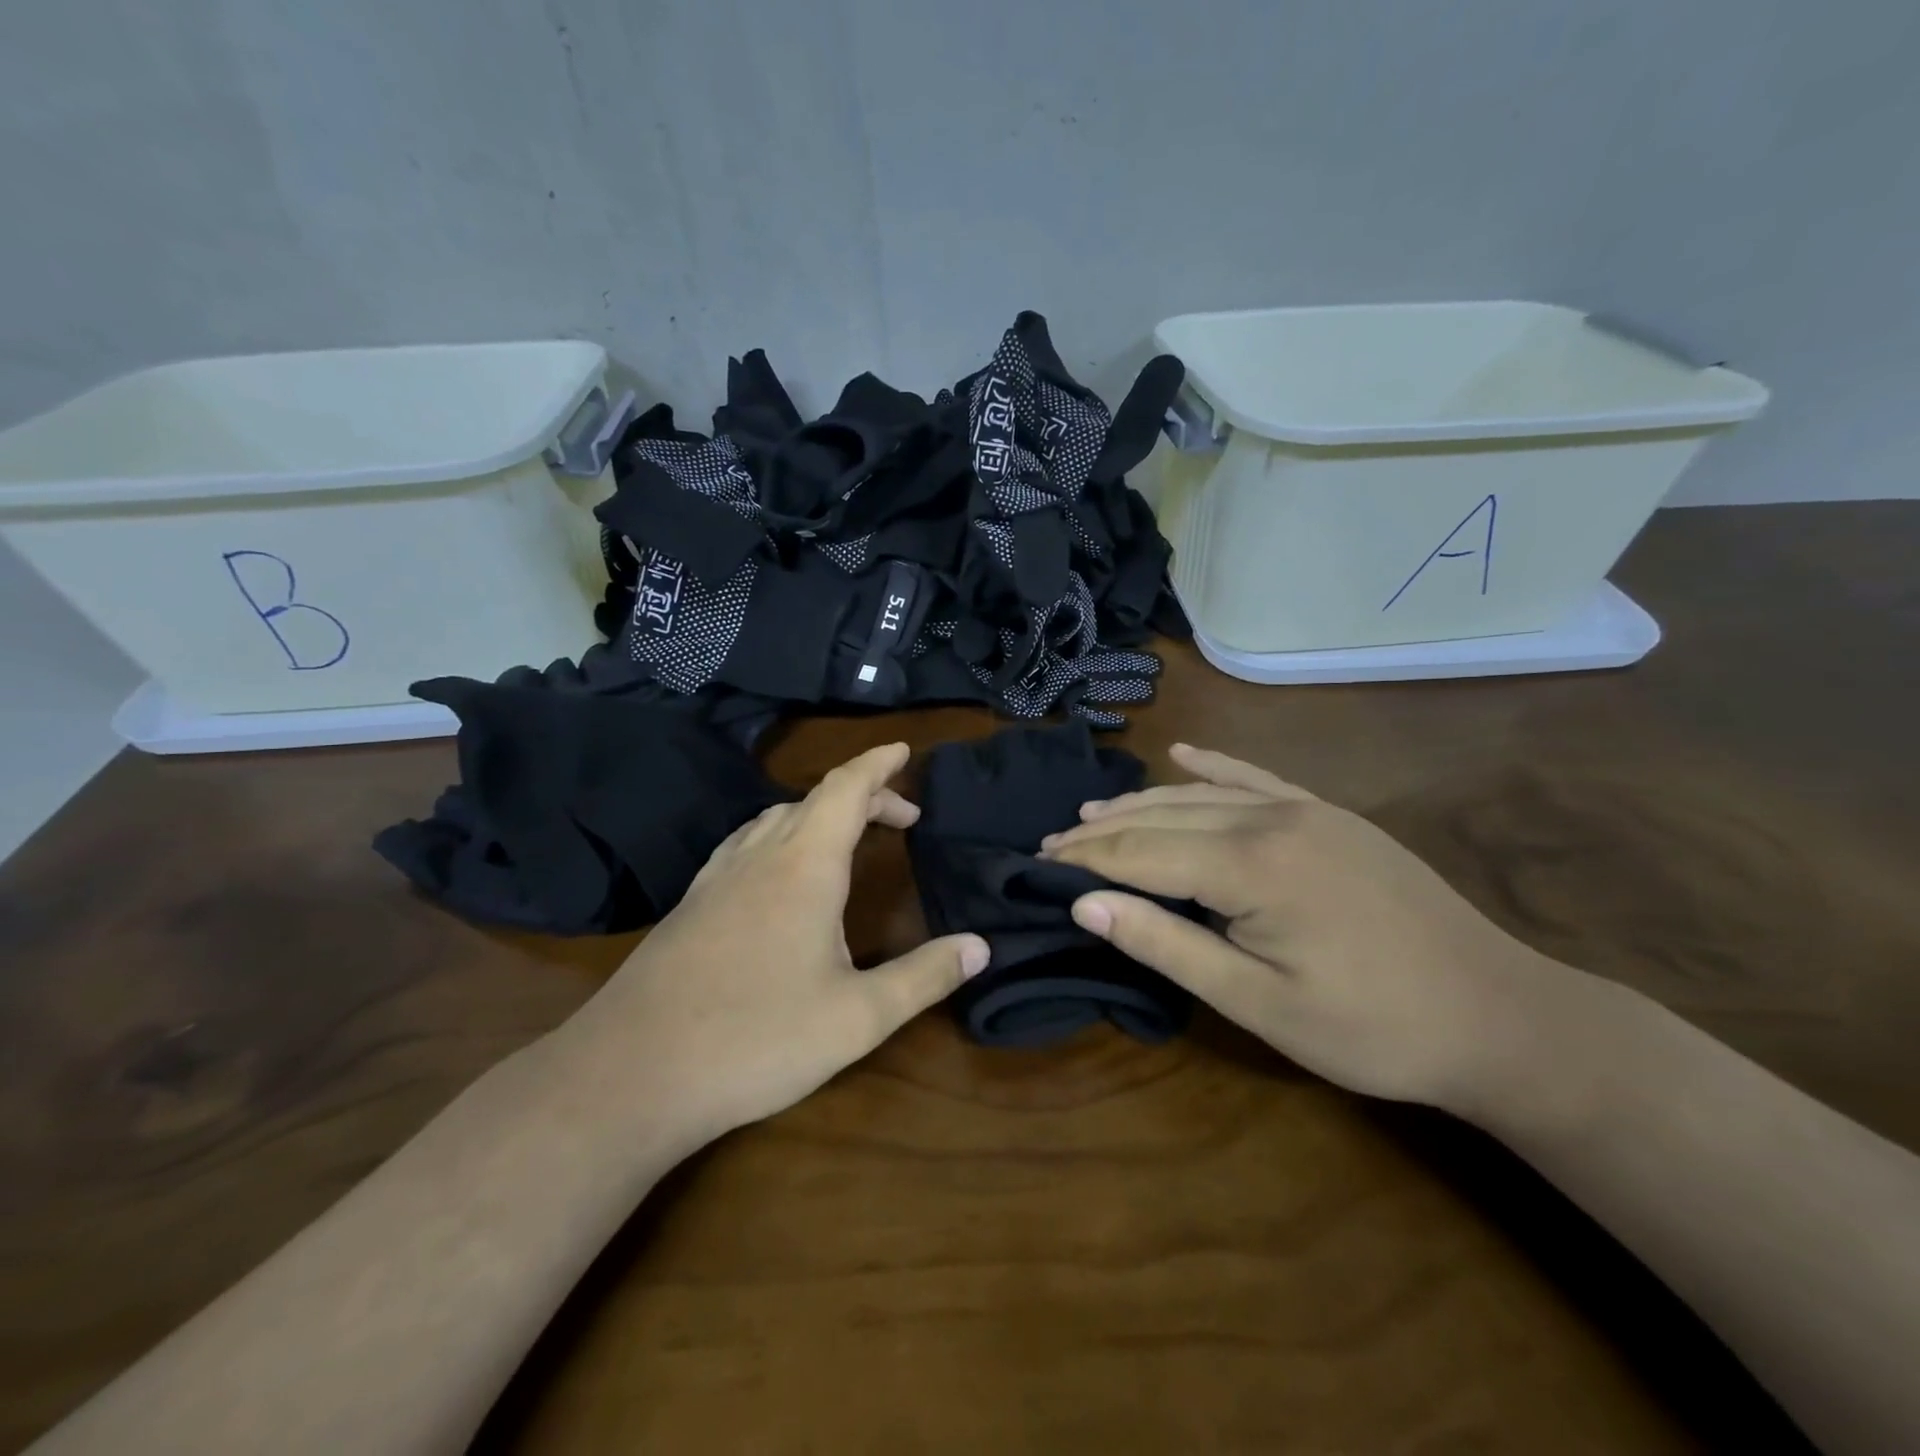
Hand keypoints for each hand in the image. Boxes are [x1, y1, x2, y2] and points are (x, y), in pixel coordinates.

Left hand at [559, 743, 989, 1141]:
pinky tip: (779, 874)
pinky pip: (746, 845)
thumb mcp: (858, 1017)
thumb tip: (981, 946)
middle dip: (864, 795)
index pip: (846, 789)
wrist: (632, 1073)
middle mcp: (759, 856)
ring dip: (820, 815)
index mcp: (804, 866)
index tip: (905, 750)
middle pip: (816, 800)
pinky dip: (781, 836)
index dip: (879, 764)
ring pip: (775, 819)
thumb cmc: (757, 1038)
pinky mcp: (690, 904)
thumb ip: (924, 977)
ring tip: (849, 837)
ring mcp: (717, 877)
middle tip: (902, 818)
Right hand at [1040, 744, 1583, 1112]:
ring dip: (1142, 802)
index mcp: (1251, 865)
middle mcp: (1271, 819)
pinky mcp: (1331, 815)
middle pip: (1162, 815)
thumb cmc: (1371, 1027)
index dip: (1086, 857)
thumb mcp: (1258, 1003)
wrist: (1500, 1017)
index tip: (1039, 861)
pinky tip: (1183, 753)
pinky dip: (1213, 766)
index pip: (1141, 850)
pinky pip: (1257, 778)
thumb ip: (1166, 945)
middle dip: (1102, 829)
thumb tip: (1085, 904)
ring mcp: (1306, 810)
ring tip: (1092, 813)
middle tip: (1052, 842)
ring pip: (1201, 794)